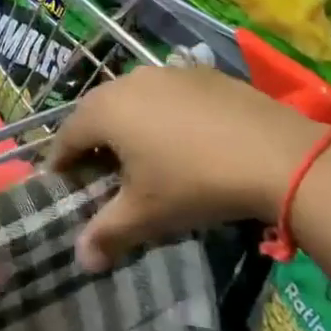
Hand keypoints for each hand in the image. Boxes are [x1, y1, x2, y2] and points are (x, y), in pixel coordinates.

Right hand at [49, 65, 322, 271]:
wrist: (271, 152)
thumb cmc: (193, 182)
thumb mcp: (146, 215)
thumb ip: (106, 234)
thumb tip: (80, 258)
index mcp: (105, 110)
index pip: (66, 135)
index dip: (60, 163)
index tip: (62, 187)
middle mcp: (128, 81)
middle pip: (97, 111)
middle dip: (92, 142)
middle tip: (99, 175)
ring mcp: (165, 71)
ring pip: (131, 99)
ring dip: (127, 125)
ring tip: (141, 158)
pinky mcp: (198, 73)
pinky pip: (165, 93)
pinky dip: (161, 115)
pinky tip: (182, 141)